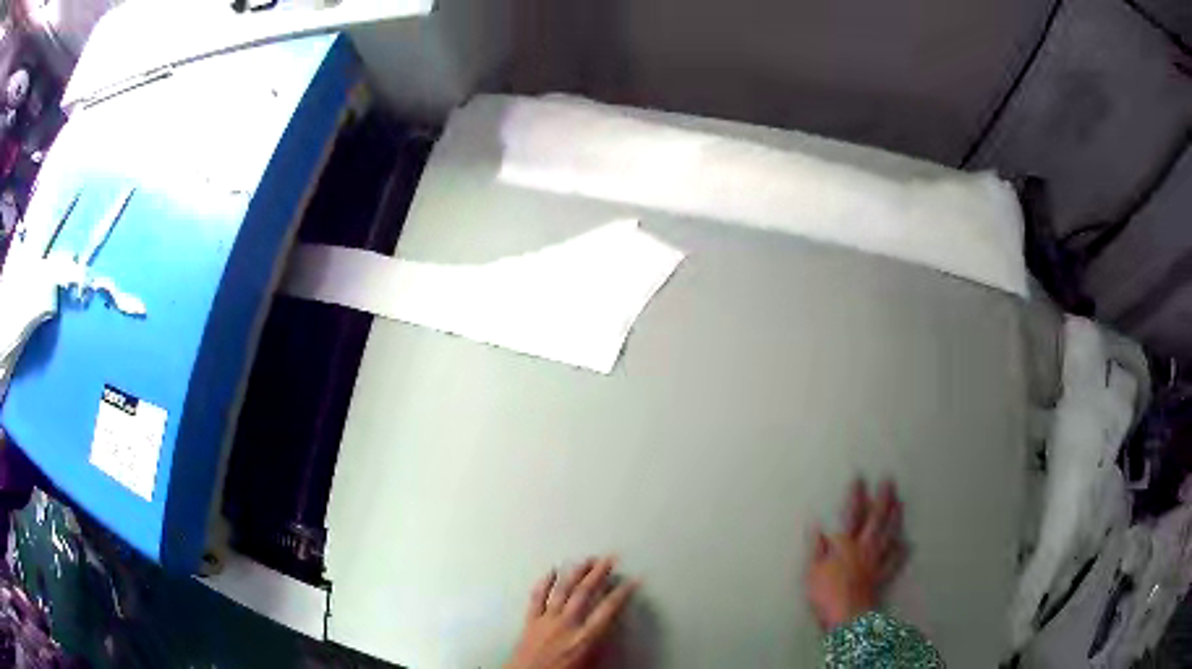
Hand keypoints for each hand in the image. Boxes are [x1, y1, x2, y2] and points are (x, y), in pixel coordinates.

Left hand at [506, 556, 636, 668]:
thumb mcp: (591, 665)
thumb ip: (602, 645)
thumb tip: (611, 629)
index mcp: (585, 638)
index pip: (608, 609)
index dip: (622, 593)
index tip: (632, 581)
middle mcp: (566, 625)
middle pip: (585, 593)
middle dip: (599, 574)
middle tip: (609, 559)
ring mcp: (547, 621)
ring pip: (563, 590)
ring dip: (576, 573)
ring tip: (586, 560)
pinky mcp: (531, 622)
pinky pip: (537, 597)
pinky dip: (544, 582)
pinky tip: (551, 571)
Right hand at [806, 479, 906, 629]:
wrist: (846, 615)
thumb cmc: (825, 593)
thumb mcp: (811, 570)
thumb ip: (816, 547)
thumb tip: (817, 524)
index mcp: (845, 544)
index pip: (852, 514)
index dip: (856, 495)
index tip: (861, 478)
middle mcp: (864, 547)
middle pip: (876, 520)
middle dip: (883, 499)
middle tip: (889, 481)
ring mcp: (876, 561)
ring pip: (888, 534)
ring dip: (895, 517)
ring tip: (900, 503)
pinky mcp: (882, 576)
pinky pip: (894, 560)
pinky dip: (901, 551)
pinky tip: (907, 543)